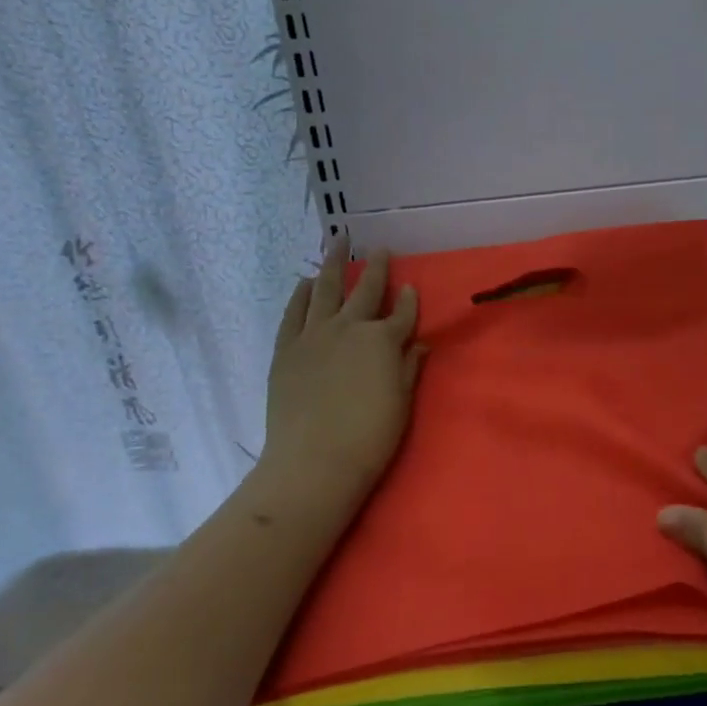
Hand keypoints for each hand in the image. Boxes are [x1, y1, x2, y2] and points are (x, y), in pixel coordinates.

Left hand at [264, 239, 424, 504]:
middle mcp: (350, 328)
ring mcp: (314, 335)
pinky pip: (294, 312)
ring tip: (337, 243)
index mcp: (383, 341)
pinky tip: (305, 282)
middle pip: (366, 290)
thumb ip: (409, 368)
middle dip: (376, 268)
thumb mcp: (401, 403)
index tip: (411, 287)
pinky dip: (300, 294)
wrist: (314, 462)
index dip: (410, 300)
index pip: (403, 314)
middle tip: (380, 248)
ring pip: (325, 289)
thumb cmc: (369, 438)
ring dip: (333, 264)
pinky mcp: (287, 348)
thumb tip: (419, 344)